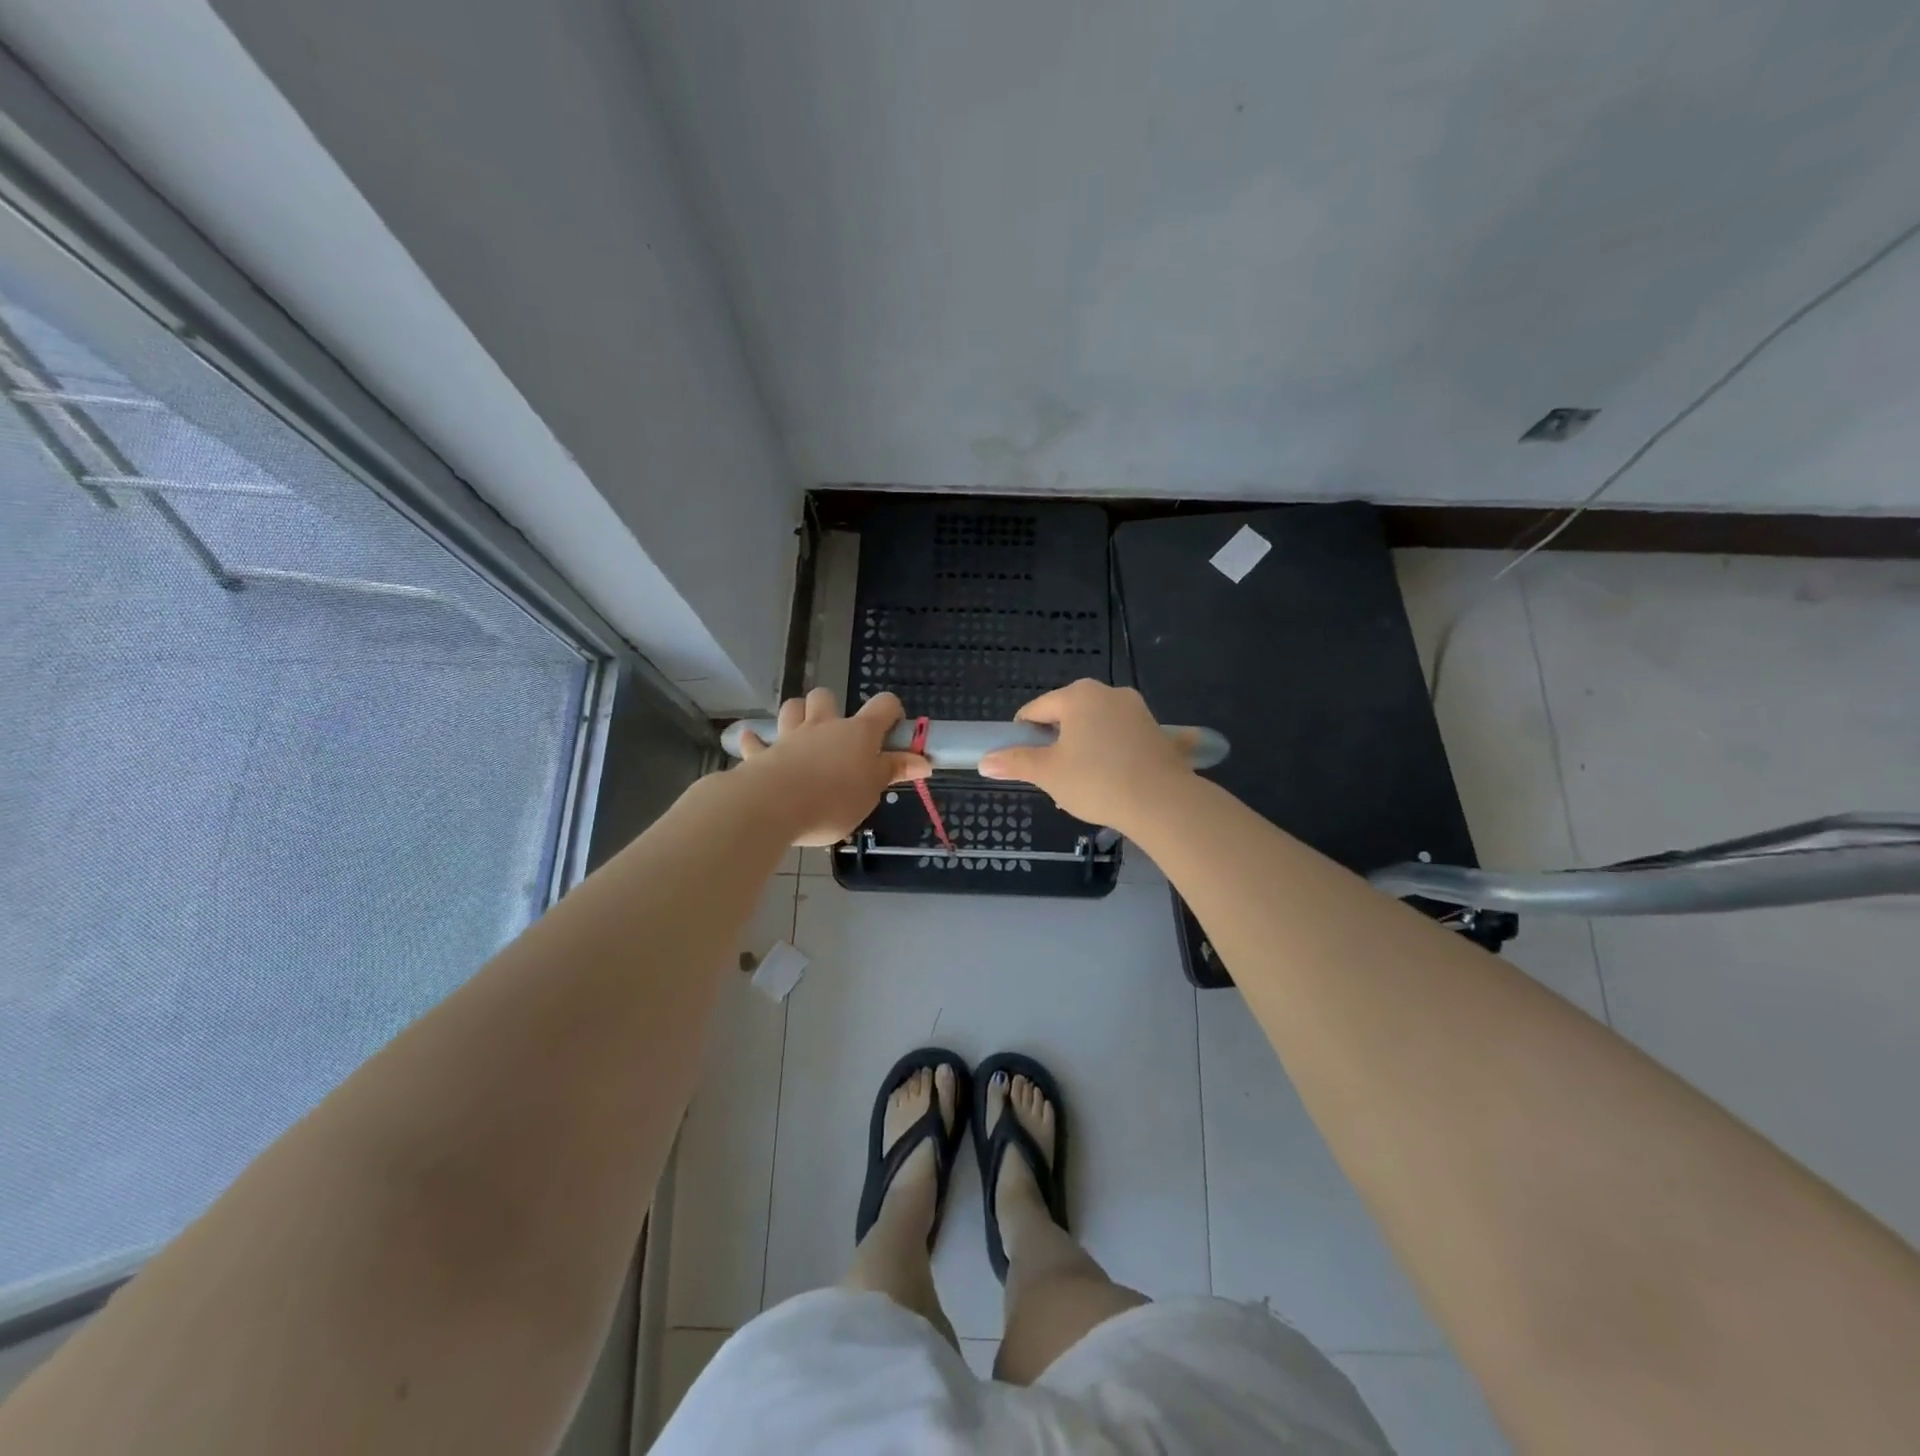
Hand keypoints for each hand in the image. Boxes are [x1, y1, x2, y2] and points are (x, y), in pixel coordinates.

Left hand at [737, 689, 930, 845]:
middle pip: (826, 697)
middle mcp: (824, 726)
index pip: (883, 705)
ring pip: (792, 708)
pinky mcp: (762, 754)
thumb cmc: (834, 800)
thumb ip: (894, 771)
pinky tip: (755, 744)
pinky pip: (756, 741)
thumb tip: (924, 761)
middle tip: (837, 737)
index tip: (893, 730)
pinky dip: (757, 742)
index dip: (891, 711)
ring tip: (802, 734)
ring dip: (797, 715)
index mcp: (858, 733)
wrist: (774, 806)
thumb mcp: (872, 790)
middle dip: (831, 708)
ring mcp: (790, 736)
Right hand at [977, 679, 1192, 829]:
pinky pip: (1122, 739)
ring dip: (1083, 751)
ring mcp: (1137, 710)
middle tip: (1054, 778)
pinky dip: (1112, 755)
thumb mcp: (1048, 773)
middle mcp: (1108, 693)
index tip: (1024, 762)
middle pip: (1067, 717)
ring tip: (1083, 786)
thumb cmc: (1096, 781)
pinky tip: (1114, 781)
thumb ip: (1015, 762)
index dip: (1023, 736)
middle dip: (1057, 745)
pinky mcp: (1157, 731)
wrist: (1163, 802)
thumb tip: (984, 761)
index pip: (1036, 710)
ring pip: (1096, 728)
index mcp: (1077, 696)